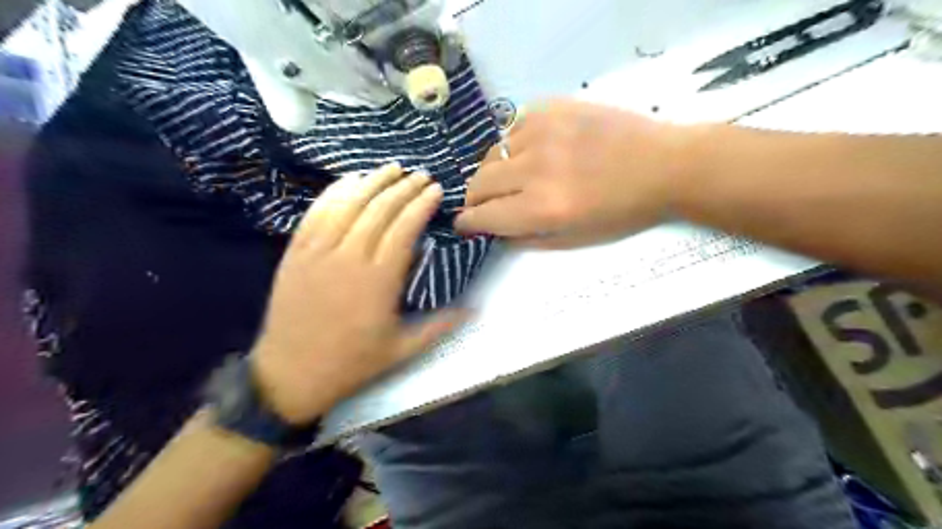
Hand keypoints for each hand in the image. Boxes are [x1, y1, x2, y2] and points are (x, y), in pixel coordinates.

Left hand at [245, 166, 459, 424]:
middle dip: (403, 187)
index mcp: (378, 280)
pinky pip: (316, 212)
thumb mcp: (402, 350)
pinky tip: (349, 180)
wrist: (291, 373)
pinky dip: (335, 192)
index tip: (435, 189)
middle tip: (420, 174)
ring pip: (348, 204)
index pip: (404, 228)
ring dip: (372, 182)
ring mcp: (318, 251)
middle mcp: (349, 257)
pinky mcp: (296, 252)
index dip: (421, 204)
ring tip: (391, 168)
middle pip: (379, 209)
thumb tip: (475, 309)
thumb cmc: (352, 363)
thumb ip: (440, 326)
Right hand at [456, 99, 688, 247]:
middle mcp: (535, 168)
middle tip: (483, 205)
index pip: (483, 215)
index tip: (462, 224)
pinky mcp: (550, 107)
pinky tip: (529, 152)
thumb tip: (493, 231)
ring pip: (491, 154)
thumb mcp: (574, 240)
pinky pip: (511, 129)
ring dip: (493, 172)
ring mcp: (541, 132)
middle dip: (474, 200)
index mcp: (543, 208)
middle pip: (479, 183)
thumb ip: (527, 238)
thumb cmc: (621, 212)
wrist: (662, 165)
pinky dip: (512, 145)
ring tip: (509, 179)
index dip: (467, 223)